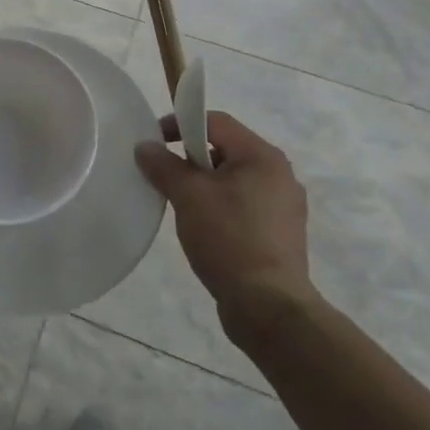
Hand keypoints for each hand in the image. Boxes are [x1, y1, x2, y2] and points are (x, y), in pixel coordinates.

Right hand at [134, 111, 314, 332]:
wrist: (269, 307)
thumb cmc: (229, 239)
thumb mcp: (188, 196)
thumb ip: (163, 165)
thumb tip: (145, 147)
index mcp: (262, 156)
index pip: (215, 122)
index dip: (180, 124)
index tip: (154, 143)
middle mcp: (279, 174)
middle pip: (225, 150)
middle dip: (191, 158)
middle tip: (166, 178)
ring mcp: (284, 206)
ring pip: (233, 180)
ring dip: (204, 185)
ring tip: (182, 207)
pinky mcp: (280, 234)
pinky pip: (243, 205)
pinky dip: (220, 207)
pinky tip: (204, 229)